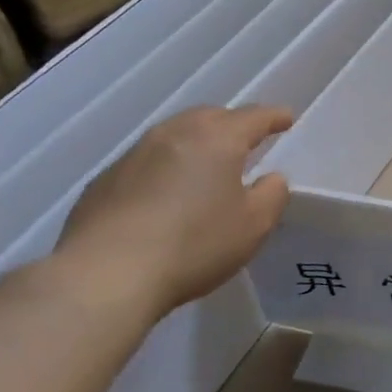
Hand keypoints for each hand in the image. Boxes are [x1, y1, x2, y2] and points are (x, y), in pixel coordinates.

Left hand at [56, 106, 293, 320]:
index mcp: (217, 138)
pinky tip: (166, 194)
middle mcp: (175, 134)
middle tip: (247, 141)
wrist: (105, 275)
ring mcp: (134, 154)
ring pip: (176, 134)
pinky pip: (147, 161)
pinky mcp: (105, 179)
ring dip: (197, 143)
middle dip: (233, 124)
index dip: (274, 117)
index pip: (254, 117)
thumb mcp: (254, 225)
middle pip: (211, 116)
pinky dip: (166, 166)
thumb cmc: (193, 245)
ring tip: (207, 164)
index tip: (286, 119)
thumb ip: (272, 194)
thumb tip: (270, 178)